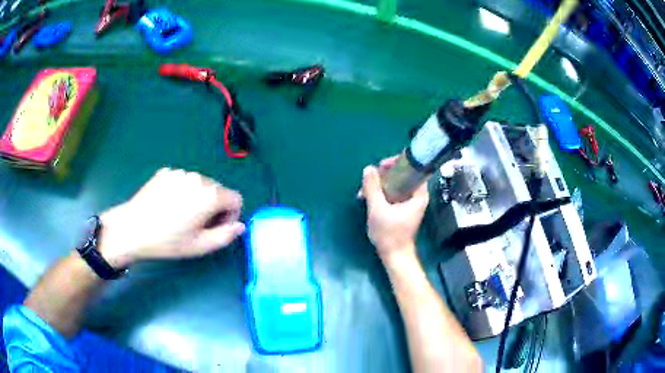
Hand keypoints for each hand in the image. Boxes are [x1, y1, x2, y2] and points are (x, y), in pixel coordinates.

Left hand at [98, 168, 244, 267]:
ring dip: (198, 198)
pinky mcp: (166, 172)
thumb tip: (239, 226)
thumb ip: (226, 236)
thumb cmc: (168, 241)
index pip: (236, 199)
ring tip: (180, 215)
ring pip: (200, 184)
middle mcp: (198, 177)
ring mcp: (180, 172)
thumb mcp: (200, 246)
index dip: (231, 216)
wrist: (132, 228)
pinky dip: (182, 191)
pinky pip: (183, 180)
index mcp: (210, 195)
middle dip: (214, 207)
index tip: (216, 228)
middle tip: (197, 225)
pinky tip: (168, 205)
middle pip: (218, 190)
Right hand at [360, 157, 428, 264]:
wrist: (394, 255)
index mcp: (419, 194)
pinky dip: (382, 192)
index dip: (399, 162)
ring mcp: (410, 202)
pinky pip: (393, 193)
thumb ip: (372, 188)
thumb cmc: (389, 234)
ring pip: (396, 184)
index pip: (414, 168)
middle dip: (385, 174)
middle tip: (370, 178)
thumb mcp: (378, 209)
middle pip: (404, 174)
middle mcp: (417, 196)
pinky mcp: (402, 208)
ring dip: (380, 184)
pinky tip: (367, 197)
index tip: (382, 165)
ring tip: (364, 191)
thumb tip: (368, 169)